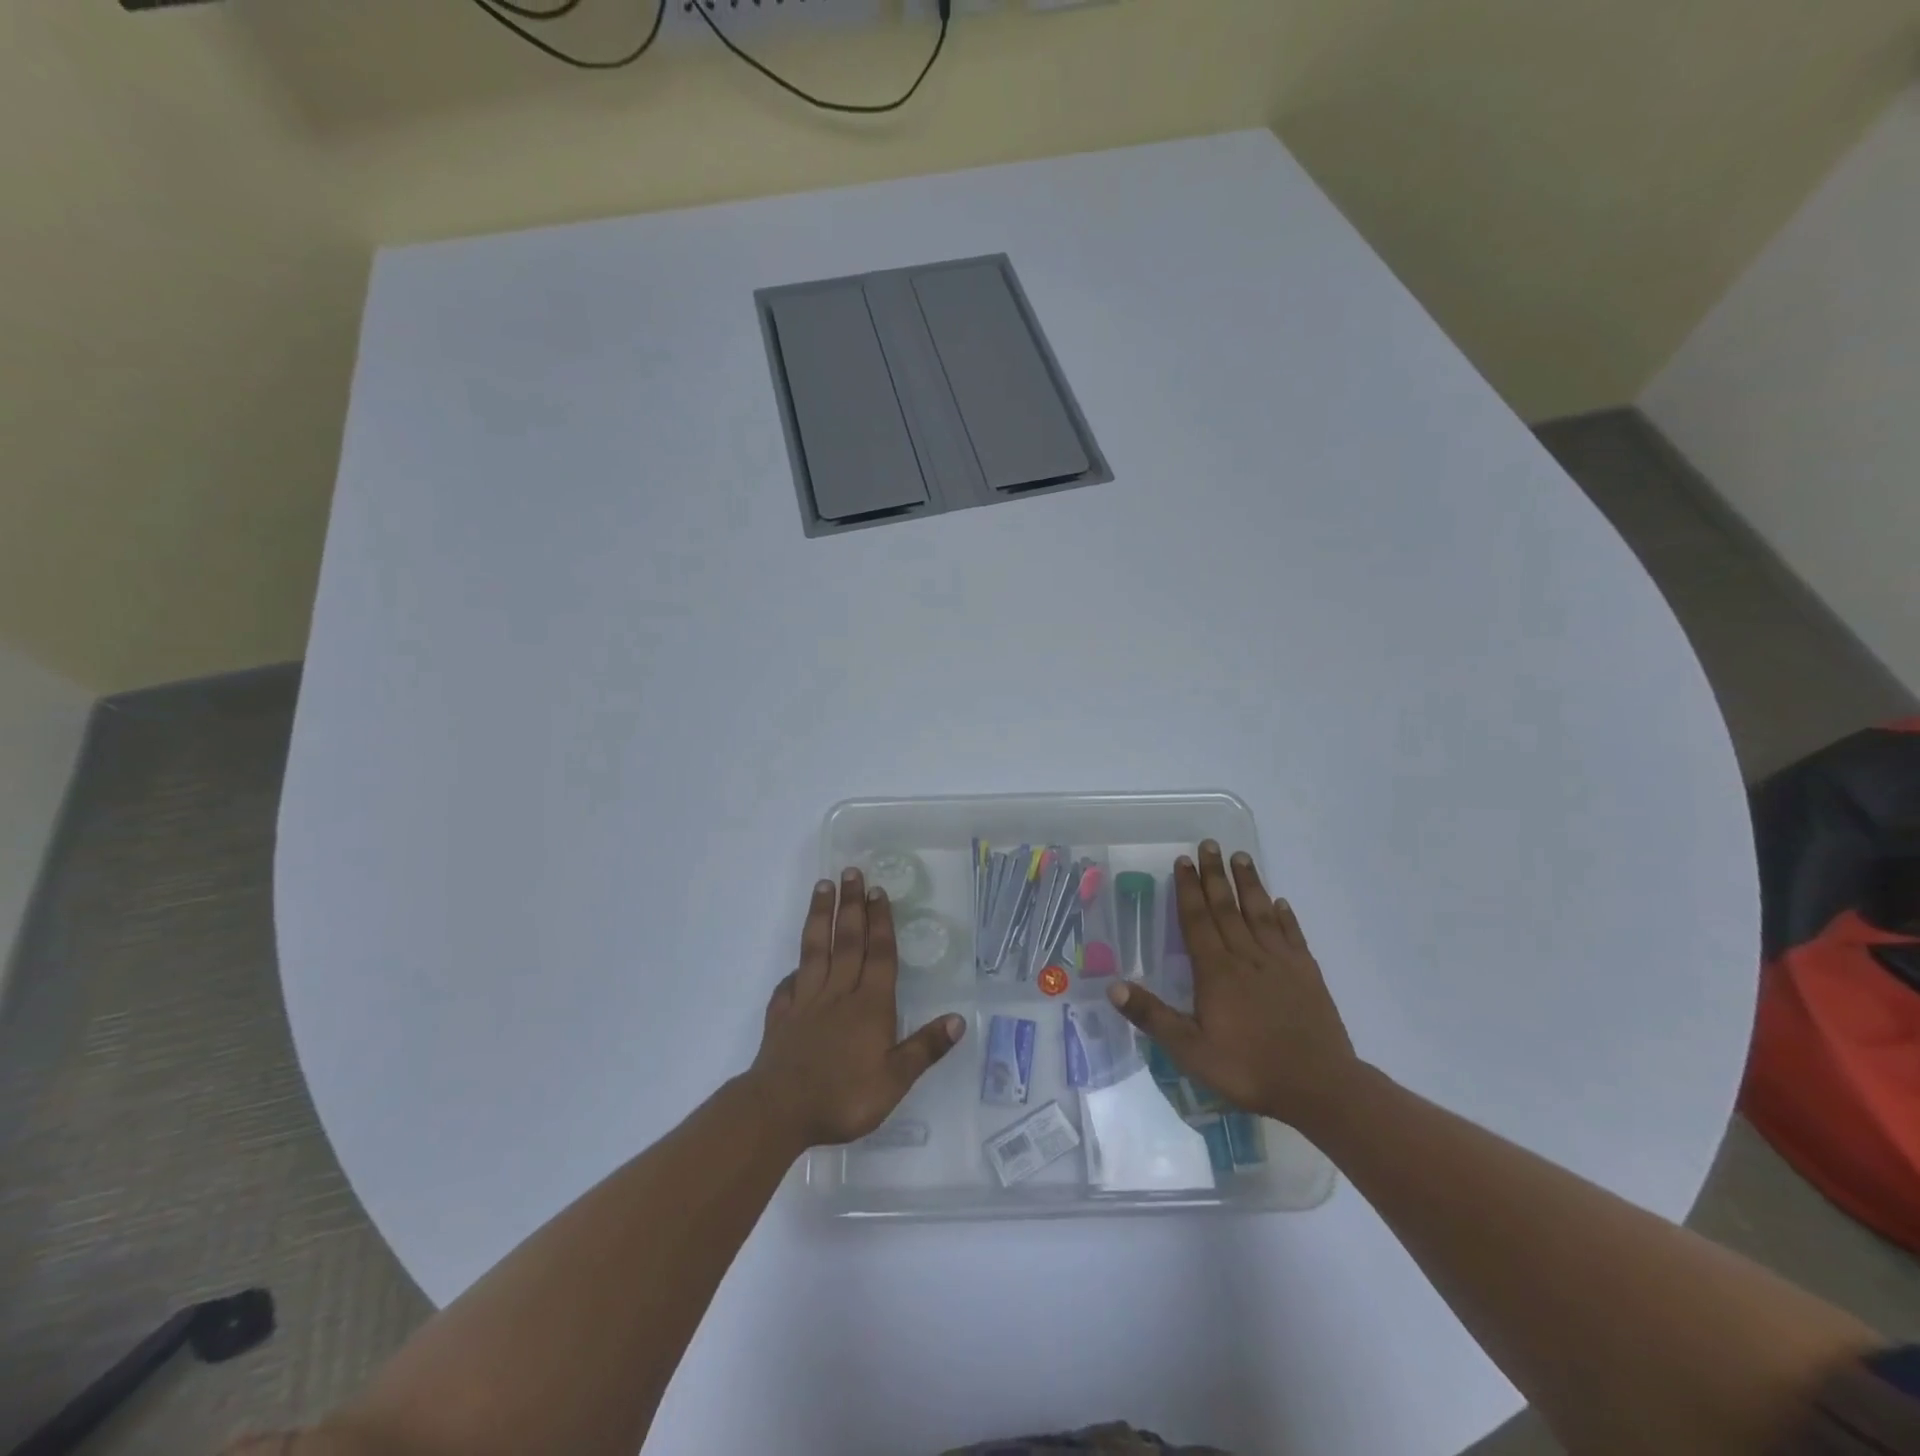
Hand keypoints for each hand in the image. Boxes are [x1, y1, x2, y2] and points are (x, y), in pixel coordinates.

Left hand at [748, 868, 965, 1150]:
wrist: (780, 1111)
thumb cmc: (843, 1097)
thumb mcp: (894, 1080)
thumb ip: (925, 1048)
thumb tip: (958, 1019)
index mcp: (870, 1005)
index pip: (879, 954)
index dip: (880, 921)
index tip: (878, 890)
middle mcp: (839, 993)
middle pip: (847, 941)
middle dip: (851, 905)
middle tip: (851, 872)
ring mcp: (807, 1002)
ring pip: (816, 950)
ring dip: (821, 916)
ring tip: (822, 887)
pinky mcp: (782, 1017)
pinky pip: (788, 985)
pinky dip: (793, 970)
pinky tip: (795, 964)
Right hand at [1107, 841, 1359, 1129]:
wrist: (1320, 1088)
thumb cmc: (1249, 1070)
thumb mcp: (1191, 1051)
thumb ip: (1153, 1016)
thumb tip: (1113, 986)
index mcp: (1217, 971)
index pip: (1197, 920)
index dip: (1188, 889)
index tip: (1183, 860)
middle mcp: (1247, 957)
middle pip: (1227, 907)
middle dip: (1215, 875)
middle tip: (1210, 843)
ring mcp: (1281, 963)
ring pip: (1260, 913)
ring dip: (1249, 884)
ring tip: (1241, 856)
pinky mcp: (1307, 974)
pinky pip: (1292, 936)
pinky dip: (1285, 916)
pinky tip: (1280, 902)